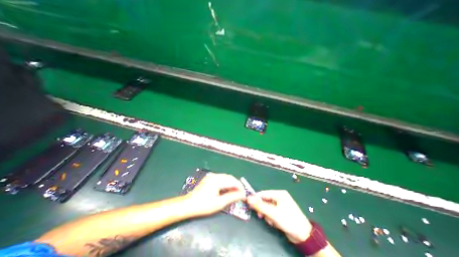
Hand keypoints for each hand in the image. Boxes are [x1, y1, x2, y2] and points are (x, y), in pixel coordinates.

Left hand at [185, 173, 246, 216]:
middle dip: (236, 184)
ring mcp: (211, 176)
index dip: (239, 186)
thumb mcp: (219, 203)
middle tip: (241, 193)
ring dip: (231, 183)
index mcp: (217, 180)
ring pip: (225, 177)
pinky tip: (227, 188)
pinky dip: (226, 182)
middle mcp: (215, 175)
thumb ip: (231, 197)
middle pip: (229, 177)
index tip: (244, 193)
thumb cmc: (203, 205)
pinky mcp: (209, 178)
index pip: (232, 181)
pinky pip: (221, 178)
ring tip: (235, 191)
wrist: (188, 204)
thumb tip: (242, 194)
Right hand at [248, 191, 311, 242]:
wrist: (304, 237)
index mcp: (279, 194)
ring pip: (267, 208)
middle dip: (263, 209)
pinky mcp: (281, 212)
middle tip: (260, 216)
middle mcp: (280, 198)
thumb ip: (260, 206)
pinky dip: (271, 218)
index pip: (263, 193)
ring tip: (271, 221)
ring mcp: (281, 205)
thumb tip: (248, 199)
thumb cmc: (289, 221)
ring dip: (267, 215)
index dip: (256, 199)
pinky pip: (271, 212)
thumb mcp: (273, 213)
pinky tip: (274, 223)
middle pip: (265, 201)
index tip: (249, 204)